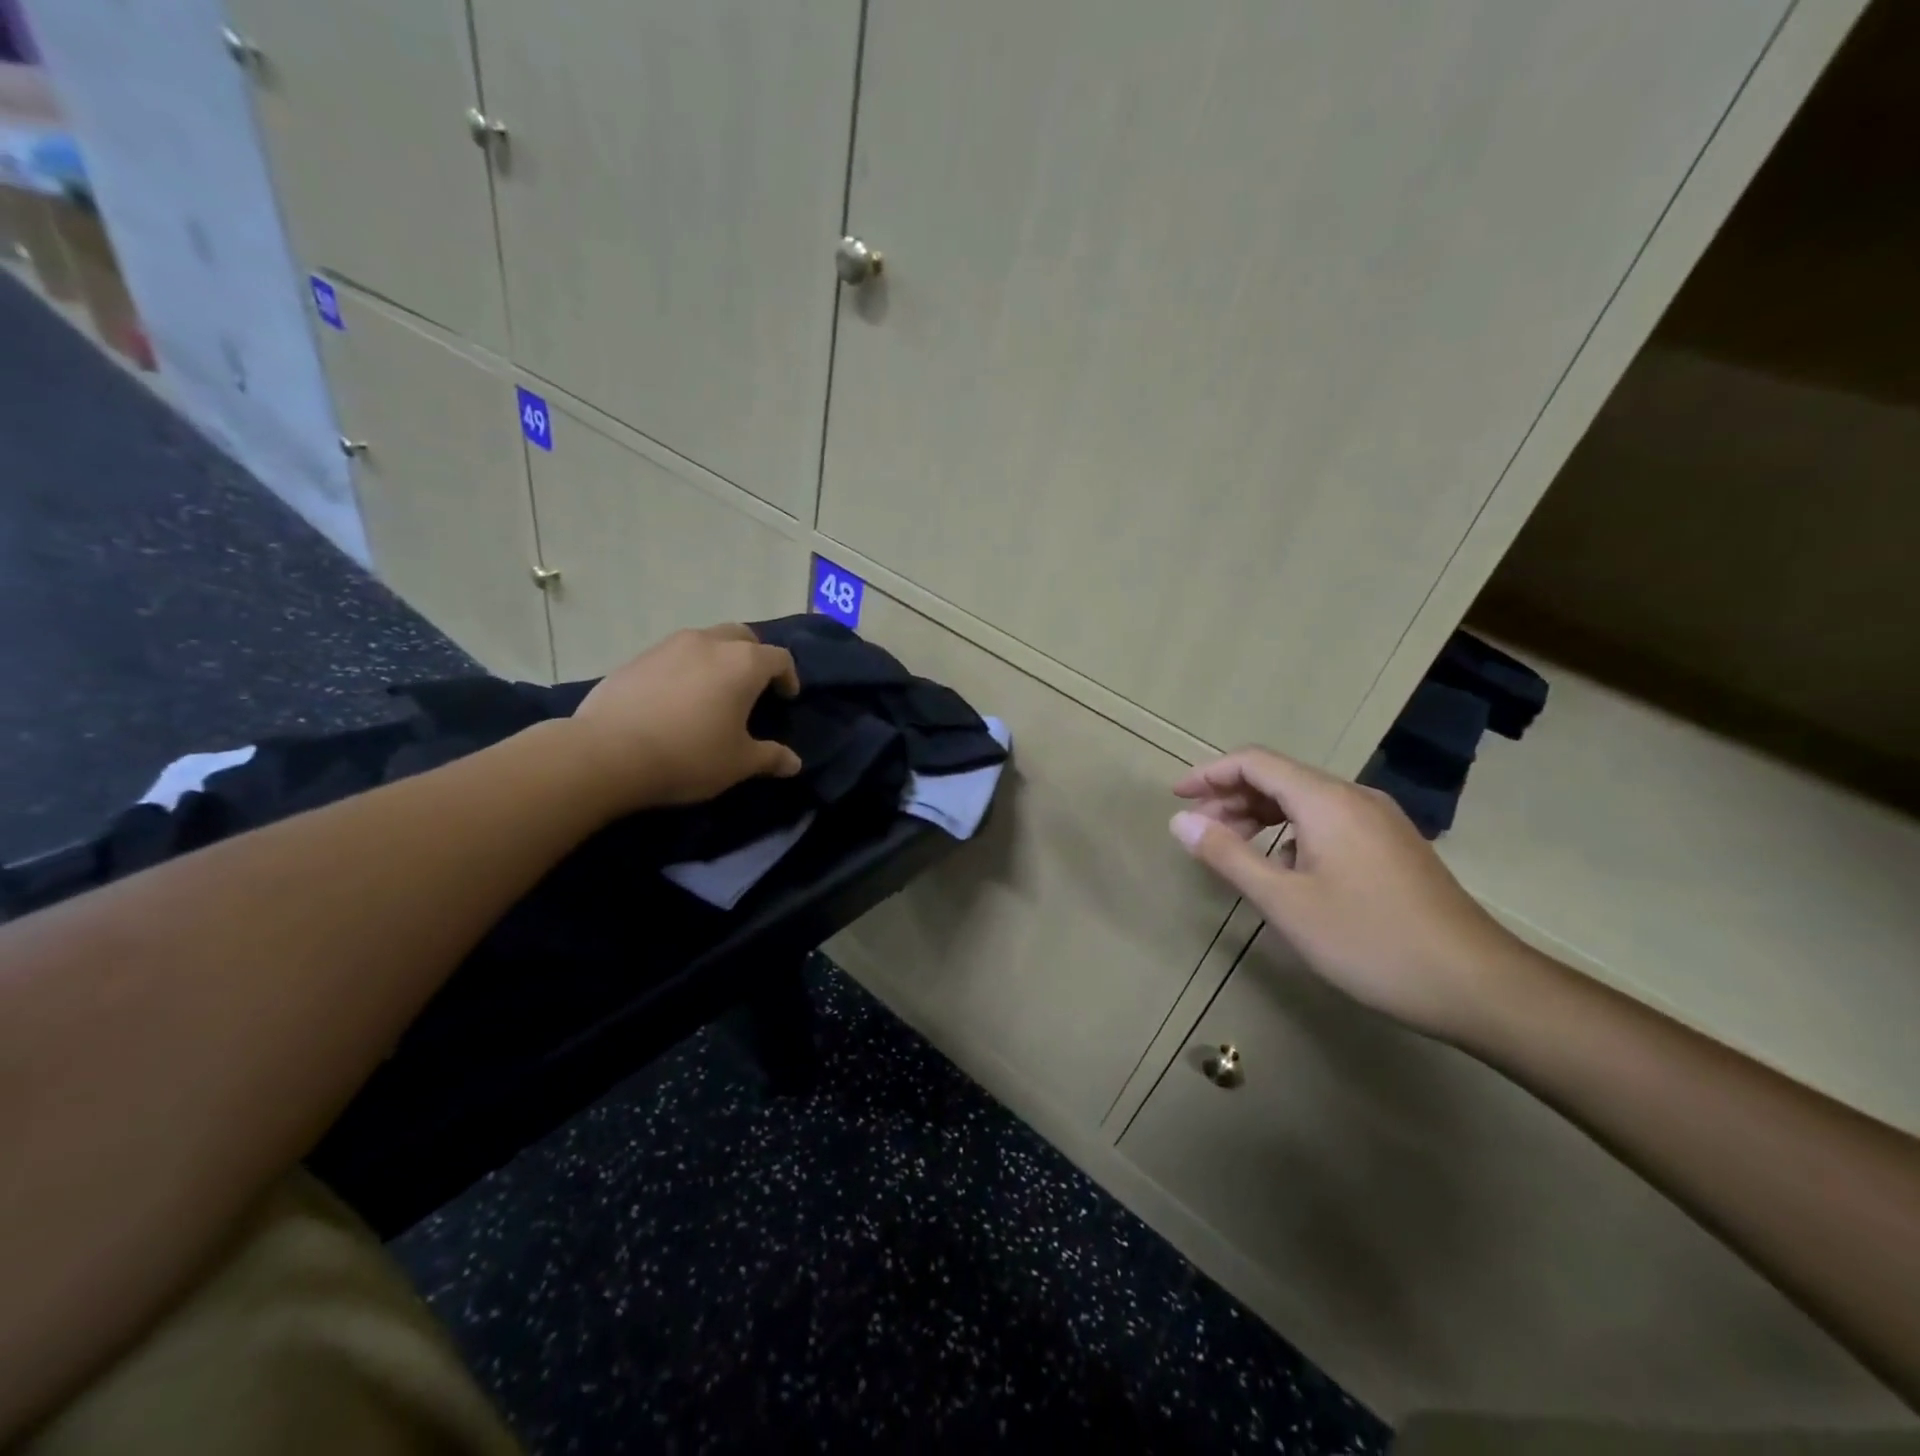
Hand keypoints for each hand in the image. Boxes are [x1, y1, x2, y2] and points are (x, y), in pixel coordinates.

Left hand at [570, 624, 802, 810]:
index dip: (788, 677)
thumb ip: (771, 757)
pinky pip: (673, 655)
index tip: (786, 697)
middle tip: (753, 686)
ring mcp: (669, 646)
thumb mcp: (738, 763)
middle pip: (742, 636)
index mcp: (743, 663)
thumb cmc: (689, 756)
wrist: (607, 754)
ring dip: (717, 658)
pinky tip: (675, 699)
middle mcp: (709, 643)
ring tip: (713, 691)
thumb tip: (794, 762)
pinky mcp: (637, 658)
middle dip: (754, 655)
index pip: (779, 658)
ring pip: (705, 640)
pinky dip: (685, 668)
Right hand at [1170, 747, 1522, 1039]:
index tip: (1177, 798)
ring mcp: (1380, 821)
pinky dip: (1292, 832)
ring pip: (1306, 800)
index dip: (1210, 773)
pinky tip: (1285, 868)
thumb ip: (1228, 856)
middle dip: (1232, 796)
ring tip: (1232, 847)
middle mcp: (1354, 798)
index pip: (1255, 762)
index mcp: (1326, 801)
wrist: (1478, 985)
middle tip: (1198, 830)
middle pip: (1280, 777)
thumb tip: (1181, 821)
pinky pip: (1329, 821)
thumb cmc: (1370, 941)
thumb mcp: (1285, 902)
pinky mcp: (1394, 847)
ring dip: (1261, 815)